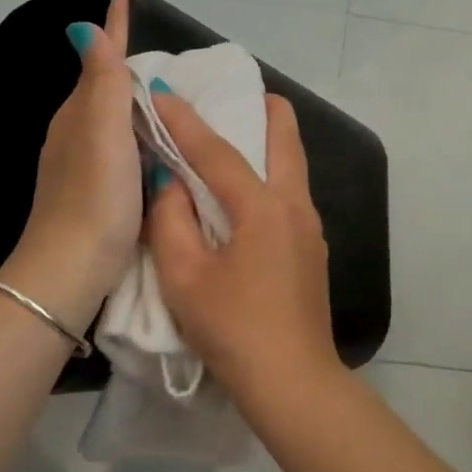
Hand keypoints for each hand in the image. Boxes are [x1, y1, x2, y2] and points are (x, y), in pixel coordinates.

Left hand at [1, 0, 140, 325]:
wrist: (72, 270)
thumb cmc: (95, 199)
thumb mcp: (103, 135)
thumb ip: (102, 84)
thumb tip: (83, 27)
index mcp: (80, 114)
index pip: (99, 58)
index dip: (113, 27)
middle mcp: (77, 132)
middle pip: (103, 83)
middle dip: (125, 59)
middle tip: (160, 45)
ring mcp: (84, 163)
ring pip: (113, 116)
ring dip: (135, 97)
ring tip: (168, 90)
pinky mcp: (98, 190)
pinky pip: (121, 144)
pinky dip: (139, 130)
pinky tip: (158, 142)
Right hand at [145, 90, 340, 399]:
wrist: (293, 380)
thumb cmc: (234, 329)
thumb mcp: (185, 277)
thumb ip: (171, 221)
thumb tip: (170, 182)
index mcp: (263, 207)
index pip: (218, 151)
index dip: (185, 120)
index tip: (160, 91)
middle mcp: (295, 206)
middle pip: (286, 141)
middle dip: (264, 110)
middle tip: (239, 92)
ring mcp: (311, 229)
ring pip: (293, 168)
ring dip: (269, 144)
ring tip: (240, 134)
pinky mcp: (312, 250)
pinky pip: (290, 196)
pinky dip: (271, 177)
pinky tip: (248, 193)